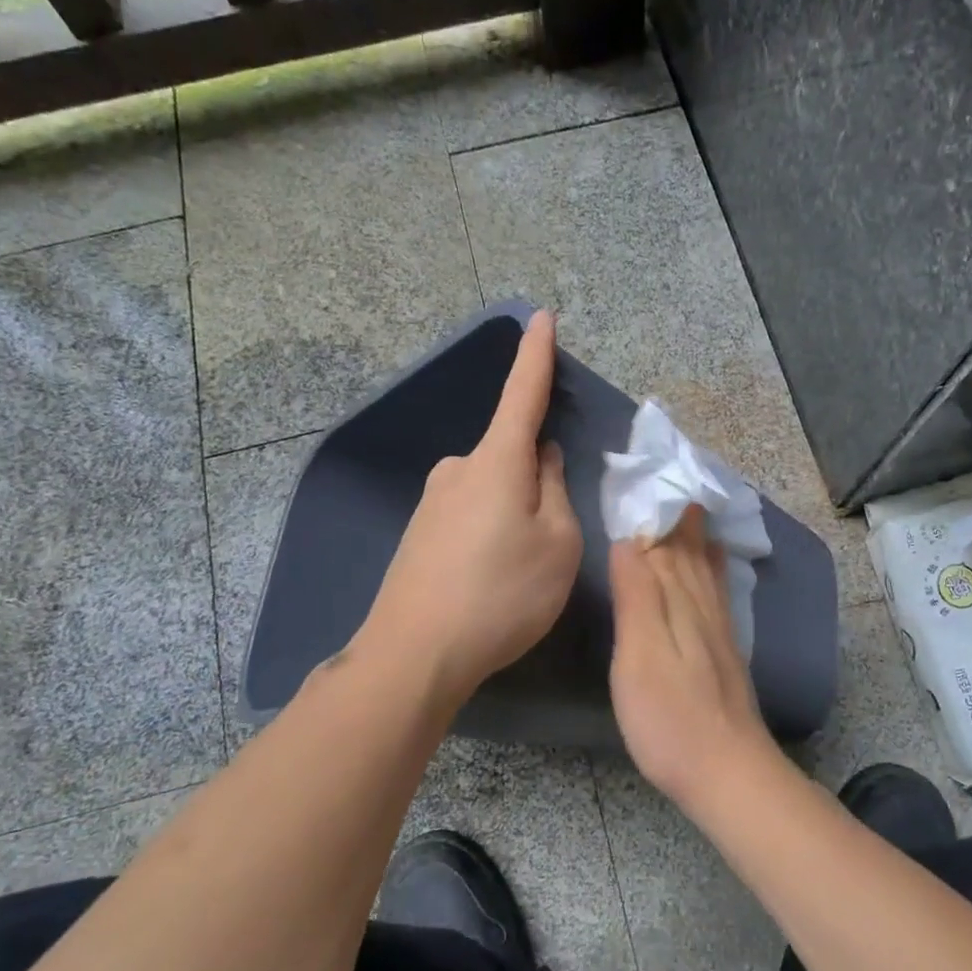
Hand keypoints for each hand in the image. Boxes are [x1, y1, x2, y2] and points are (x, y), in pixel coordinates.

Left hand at [358, 311, 582, 710]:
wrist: (414, 653)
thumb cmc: (501, 594)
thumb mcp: (556, 544)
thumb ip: (555, 491)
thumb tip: (544, 459)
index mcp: (496, 461)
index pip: (522, 393)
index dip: (536, 355)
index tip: (541, 317)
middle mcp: (458, 468)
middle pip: (512, 455)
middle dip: (538, 478)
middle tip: (551, 537)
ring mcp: (433, 500)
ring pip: (493, 488)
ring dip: (515, 511)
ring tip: (520, 569)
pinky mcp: (420, 531)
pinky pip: (470, 514)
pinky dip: (491, 531)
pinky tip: (490, 577)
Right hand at [608, 507, 779, 807]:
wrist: (726, 770)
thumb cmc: (669, 716)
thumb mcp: (639, 654)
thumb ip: (637, 595)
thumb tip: (630, 540)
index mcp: (677, 599)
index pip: (662, 543)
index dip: (651, 511)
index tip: (640, 477)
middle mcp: (702, 603)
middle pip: (687, 550)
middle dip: (675, 515)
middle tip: (666, 480)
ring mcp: (718, 627)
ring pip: (705, 566)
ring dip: (695, 535)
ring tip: (692, 505)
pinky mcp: (724, 649)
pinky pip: (718, 589)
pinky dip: (714, 566)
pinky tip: (717, 560)